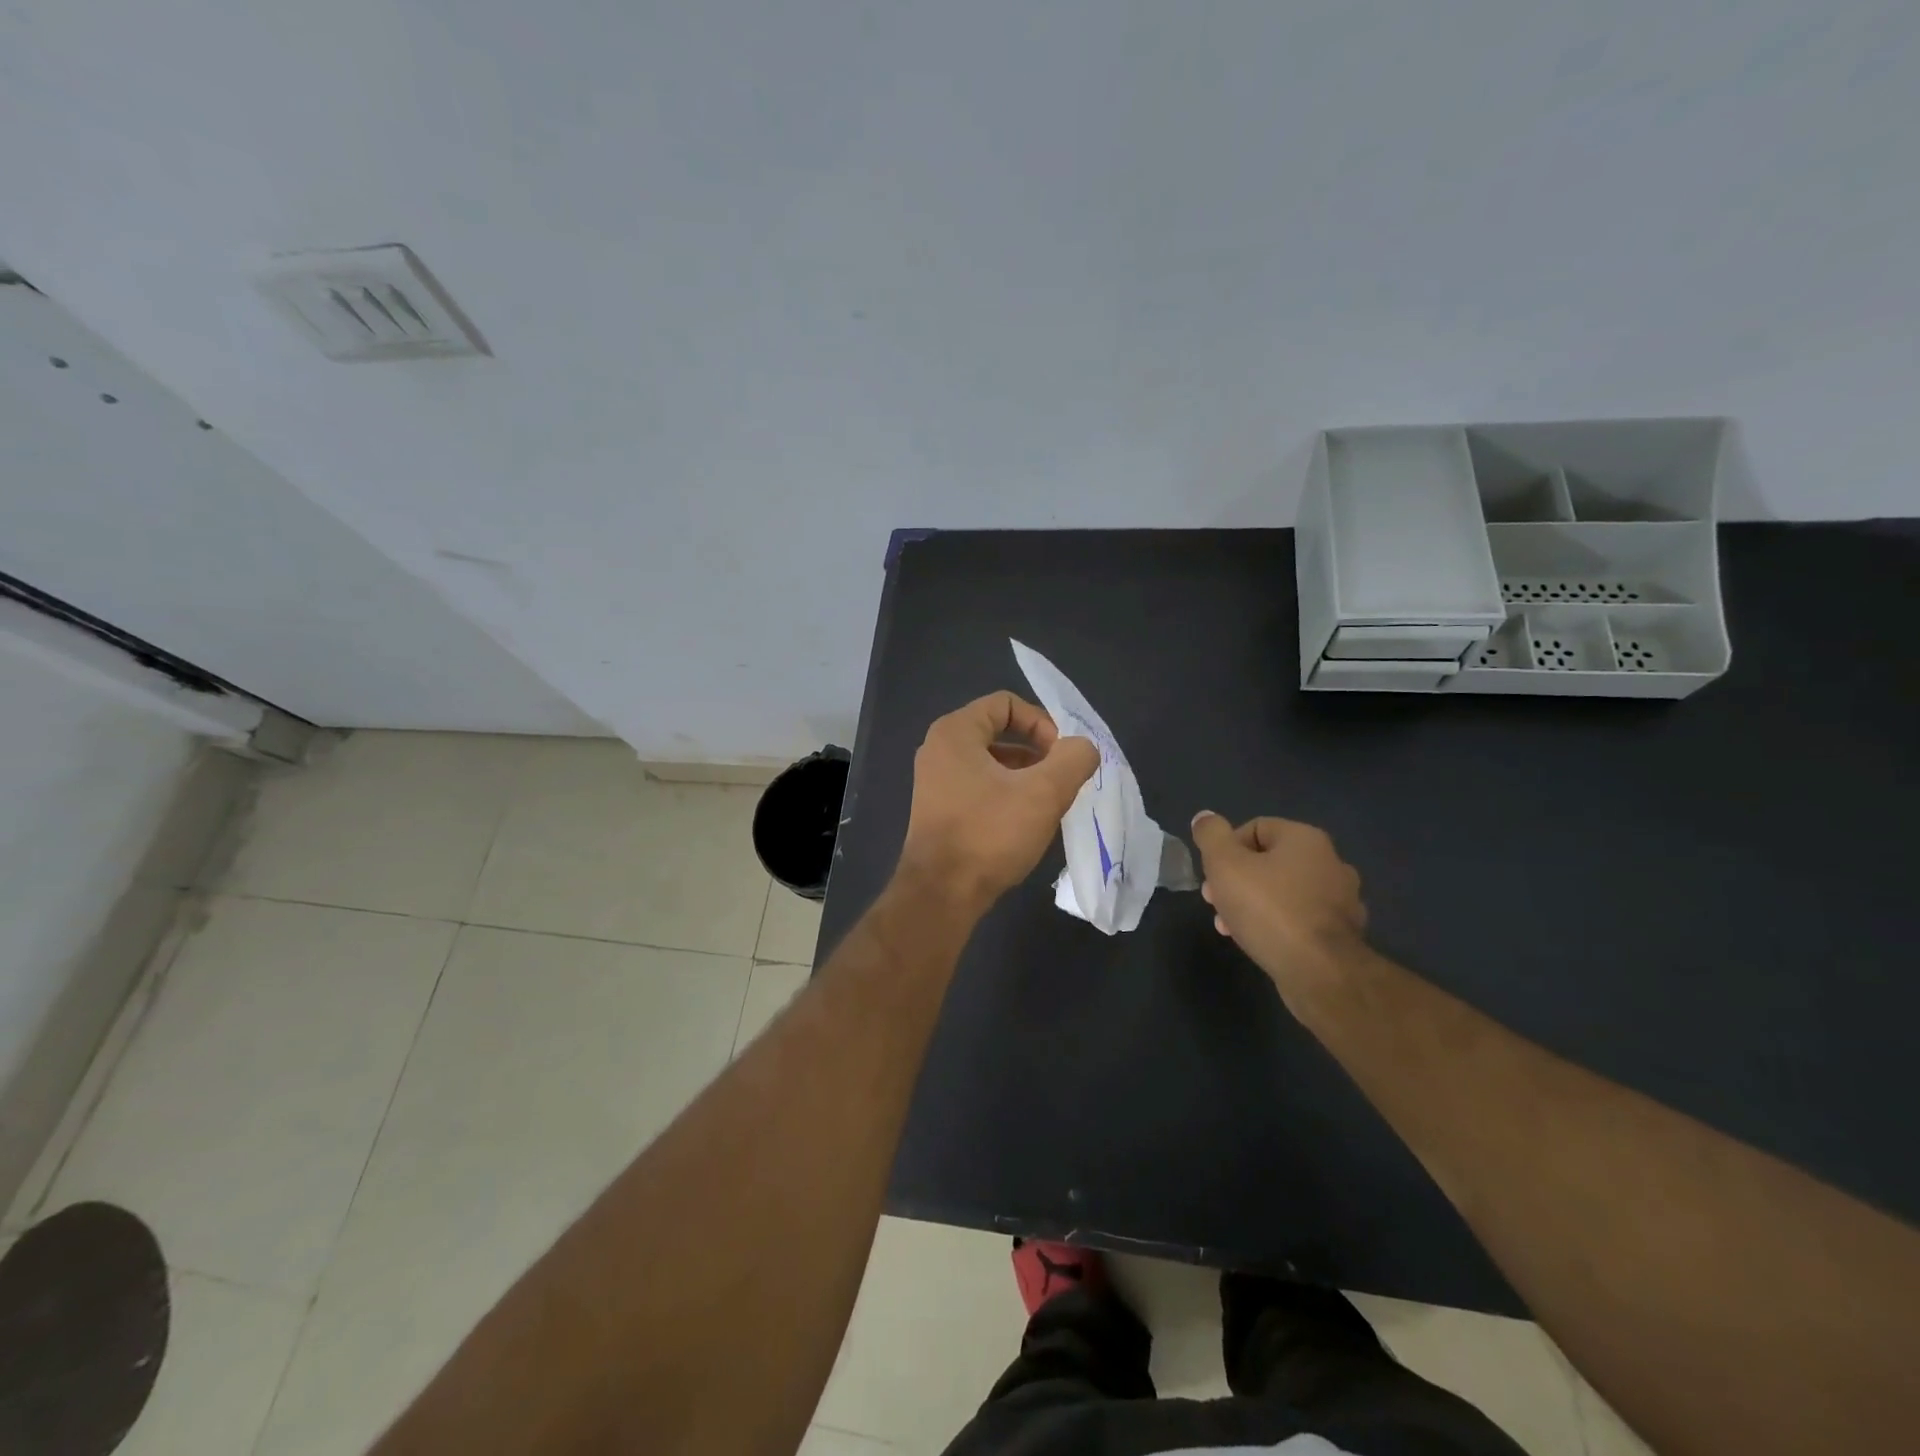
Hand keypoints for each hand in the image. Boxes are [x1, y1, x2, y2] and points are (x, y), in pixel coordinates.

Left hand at [899, 692, 1100, 912]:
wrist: (941, 894)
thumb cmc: (989, 834)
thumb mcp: (1043, 793)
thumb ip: (1073, 759)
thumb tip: (1083, 748)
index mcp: (955, 732)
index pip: (1006, 704)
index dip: (1041, 722)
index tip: (1061, 755)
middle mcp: (939, 749)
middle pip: (999, 732)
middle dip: (1037, 752)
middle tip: (1061, 780)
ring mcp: (935, 781)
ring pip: (992, 763)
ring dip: (1025, 776)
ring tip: (1049, 803)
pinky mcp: (939, 810)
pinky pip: (980, 787)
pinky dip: (1006, 795)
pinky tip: (1026, 822)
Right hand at [1191, 811, 1368, 1010]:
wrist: (1319, 972)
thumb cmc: (1268, 909)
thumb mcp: (1224, 864)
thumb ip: (1211, 835)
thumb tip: (1205, 817)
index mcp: (1305, 839)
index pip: (1254, 828)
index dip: (1225, 849)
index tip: (1212, 877)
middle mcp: (1330, 862)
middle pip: (1268, 861)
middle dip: (1236, 880)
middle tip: (1215, 902)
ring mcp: (1341, 899)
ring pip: (1283, 892)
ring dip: (1252, 904)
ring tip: (1230, 926)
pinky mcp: (1343, 933)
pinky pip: (1299, 918)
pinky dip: (1277, 924)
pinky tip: (1258, 941)